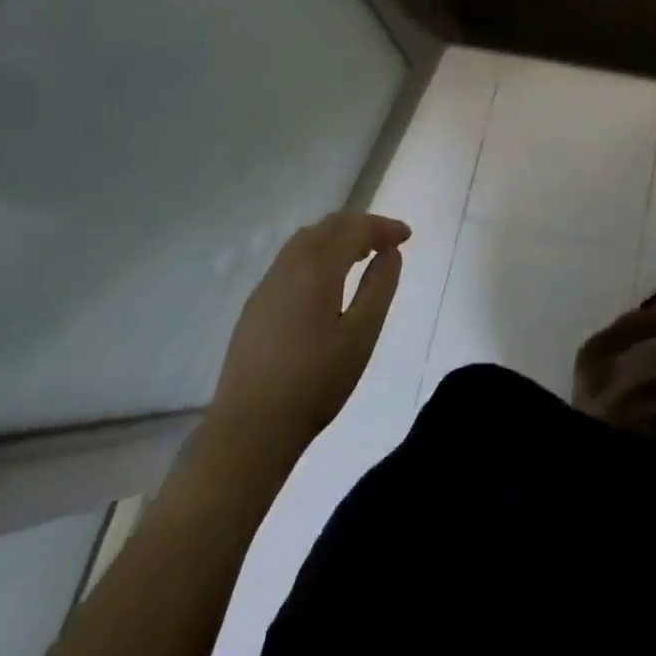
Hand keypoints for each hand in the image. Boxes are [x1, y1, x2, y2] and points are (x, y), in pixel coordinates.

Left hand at [201, 212, 410, 460]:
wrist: (249, 430)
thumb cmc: (315, 383)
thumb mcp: (361, 335)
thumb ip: (379, 287)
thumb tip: (390, 253)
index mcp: (317, 270)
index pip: (354, 229)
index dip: (383, 227)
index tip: (407, 236)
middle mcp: (288, 267)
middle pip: (328, 227)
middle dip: (361, 226)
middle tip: (388, 242)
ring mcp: (267, 286)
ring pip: (305, 240)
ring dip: (337, 237)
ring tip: (361, 255)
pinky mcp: (255, 306)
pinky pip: (290, 259)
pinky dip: (317, 252)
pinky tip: (326, 280)